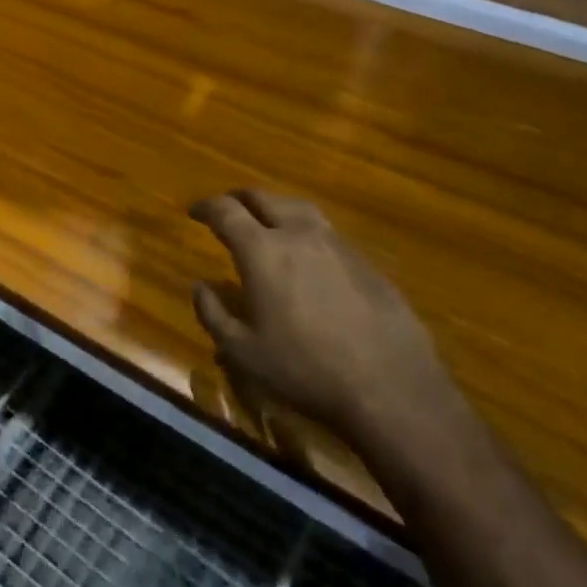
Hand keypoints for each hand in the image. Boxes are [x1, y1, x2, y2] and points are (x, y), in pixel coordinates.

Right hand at [190, 190, 451, 444]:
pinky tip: (308, 258)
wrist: (392, 388)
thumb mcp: (243, 352)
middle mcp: (298, 234)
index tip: (194, 212)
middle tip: (228, 210)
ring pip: (299, 209)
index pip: (226, 211)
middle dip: (239, 199)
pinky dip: (306, 233)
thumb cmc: (306, 370)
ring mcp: (337, 244)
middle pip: (263, 198)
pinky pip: (327, 233)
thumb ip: (213, 315)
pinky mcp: (366, 262)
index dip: (206, 207)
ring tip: (267, 223)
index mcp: (262, 250)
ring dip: (276, 209)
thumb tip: (199, 287)